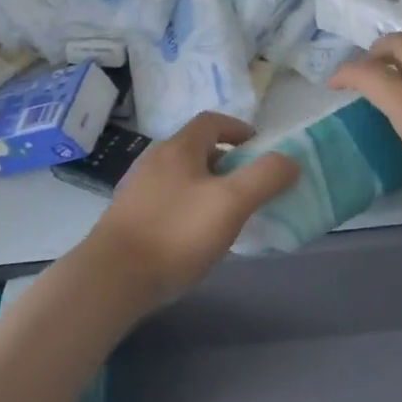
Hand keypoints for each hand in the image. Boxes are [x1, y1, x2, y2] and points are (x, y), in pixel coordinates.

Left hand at [86, 112, 298, 301]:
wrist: (111, 279)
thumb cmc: (176, 233)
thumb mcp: (232, 203)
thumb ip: (265, 177)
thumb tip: (290, 160)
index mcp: (179, 148)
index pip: (212, 121)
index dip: (239, 129)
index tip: (259, 150)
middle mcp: (155, 160)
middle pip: (196, 148)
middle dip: (226, 161)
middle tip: (248, 186)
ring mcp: (138, 189)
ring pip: (181, 176)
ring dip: (206, 186)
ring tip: (225, 214)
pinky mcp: (128, 219)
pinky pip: (166, 201)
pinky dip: (187, 208)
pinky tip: (194, 238)